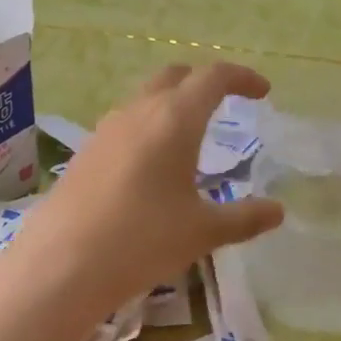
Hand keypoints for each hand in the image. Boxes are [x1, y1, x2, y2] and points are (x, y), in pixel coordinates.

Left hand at [7, 62, 285, 322]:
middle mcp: (137, 112)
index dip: (241, 78)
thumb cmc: (143, 240)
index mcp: (174, 119)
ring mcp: (105, 131)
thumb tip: (278, 211)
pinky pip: (123, 126)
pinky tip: (150, 167)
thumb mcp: (202, 232)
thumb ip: (244, 217)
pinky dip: (146, 129)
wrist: (63, 263)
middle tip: (224, 103)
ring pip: (144, 99)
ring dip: (170, 105)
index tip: (261, 92)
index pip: (213, 77)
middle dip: (202, 82)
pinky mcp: (84, 153)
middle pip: (174, 76)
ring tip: (188, 138)